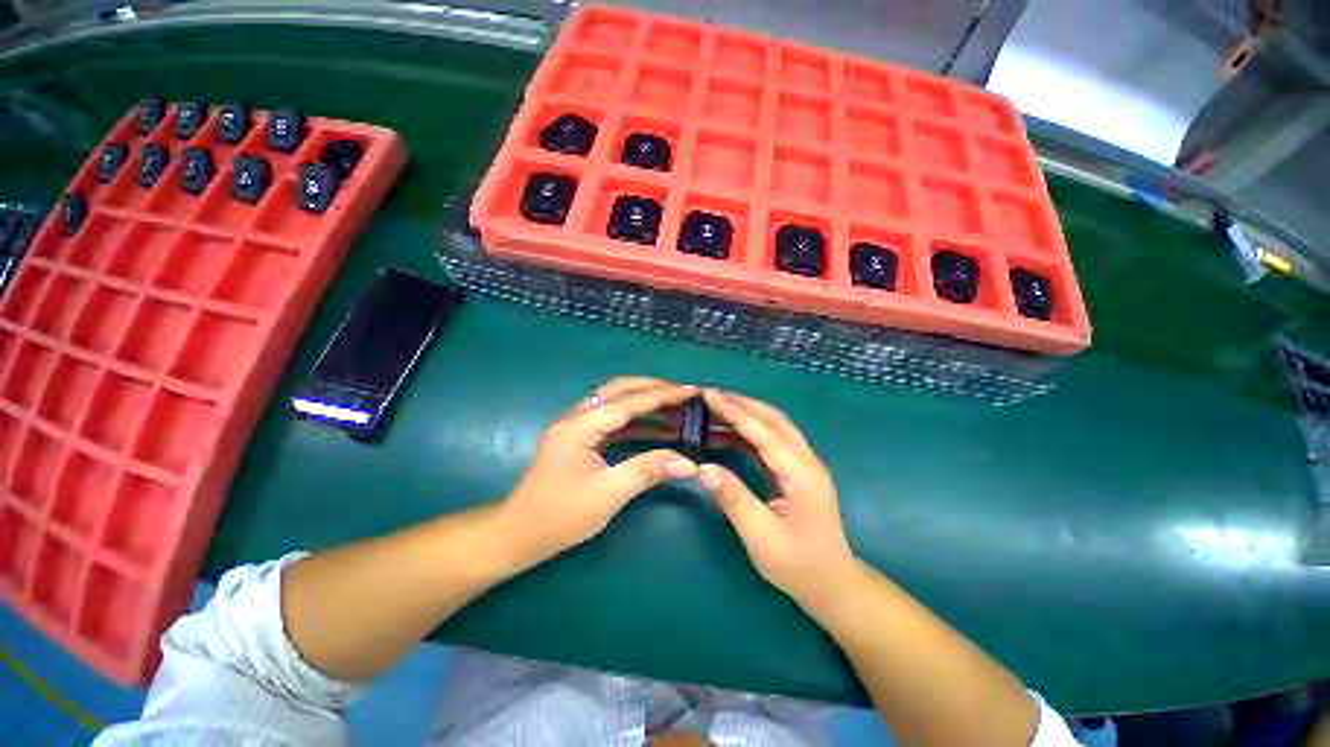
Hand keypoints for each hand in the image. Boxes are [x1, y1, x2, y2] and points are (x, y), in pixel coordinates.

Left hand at [498, 377, 699, 563]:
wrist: (518, 534)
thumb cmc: (559, 517)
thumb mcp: (607, 495)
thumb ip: (647, 471)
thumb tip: (689, 463)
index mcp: (579, 427)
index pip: (628, 402)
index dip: (662, 395)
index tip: (691, 390)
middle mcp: (576, 417)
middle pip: (619, 389)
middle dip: (653, 388)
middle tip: (684, 393)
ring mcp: (576, 426)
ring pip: (615, 401)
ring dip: (645, 401)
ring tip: (676, 407)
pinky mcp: (579, 437)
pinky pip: (612, 419)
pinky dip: (636, 420)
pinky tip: (657, 427)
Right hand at [697, 390, 854, 607]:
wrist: (833, 585)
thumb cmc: (799, 565)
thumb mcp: (761, 537)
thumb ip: (733, 498)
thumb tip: (703, 468)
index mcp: (801, 473)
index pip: (763, 431)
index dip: (734, 411)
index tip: (708, 395)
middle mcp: (806, 460)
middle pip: (773, 418)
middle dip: (741, 403)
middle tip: (709, 395)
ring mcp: (804, 464)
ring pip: (774, 425)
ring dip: (746, 412)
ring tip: (716, 408)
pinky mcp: (797, 471)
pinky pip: (772, 441)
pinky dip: (750, 431)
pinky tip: (730, 432)